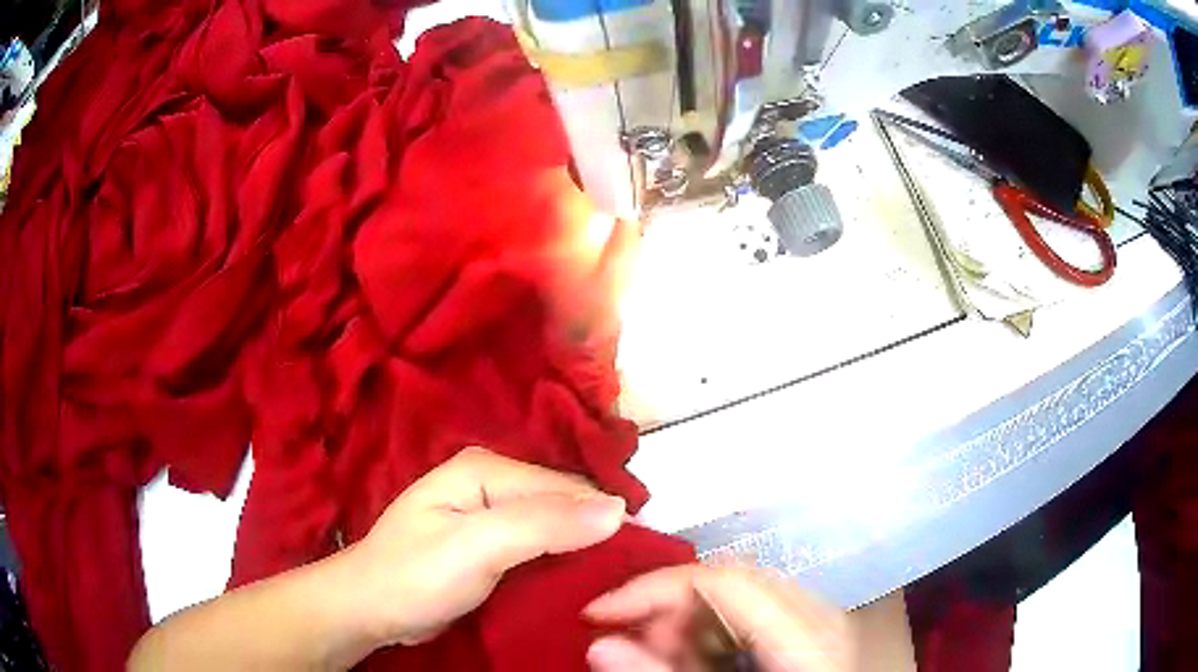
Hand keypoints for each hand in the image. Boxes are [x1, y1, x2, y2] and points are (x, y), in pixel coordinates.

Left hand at [342, 447, 626, 647]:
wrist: (370, 609)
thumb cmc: (415, 576)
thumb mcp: (477, 548)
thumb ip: (543, 524)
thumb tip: (618, 509)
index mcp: (486, 467)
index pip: (566, 486)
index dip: (604, 518)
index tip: (638, 557)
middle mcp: (492, 480)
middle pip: (562, 502)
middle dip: (595, 532)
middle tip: (629, 573)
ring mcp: (489, 512)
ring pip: (554, 524)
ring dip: (581, 548)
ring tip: (613, 579)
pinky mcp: (490, 542)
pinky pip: (539, 545)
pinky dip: (561, 559)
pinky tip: (579, 580)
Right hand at [583, 565, 852, 671]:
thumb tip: (601, 645)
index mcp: (805, 632)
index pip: (720, 579)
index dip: (651, 588)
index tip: (598, 612)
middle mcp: (818, 612)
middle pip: (726, 579)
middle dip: (666, 606)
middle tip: (629, 641)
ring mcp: (820, 616)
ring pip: (736, 591)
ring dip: (686, 619)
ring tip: (661, 654)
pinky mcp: (813, 626)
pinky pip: (752, 609)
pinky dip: (711, 629)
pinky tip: (698, 655)